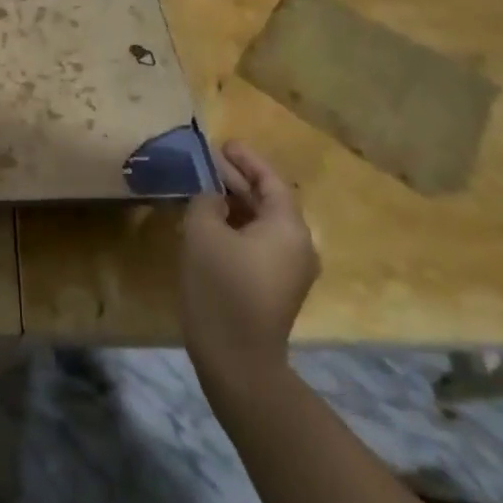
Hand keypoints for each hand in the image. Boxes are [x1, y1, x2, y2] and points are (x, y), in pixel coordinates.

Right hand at [179, 141, 318, 400]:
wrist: (237, 358)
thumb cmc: (221, 286)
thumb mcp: (203, 232)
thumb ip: (207, 201)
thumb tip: (213, 195)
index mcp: (288, 228)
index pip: (271, 181)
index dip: (246, 160)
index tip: (223, 143)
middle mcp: (299, 246)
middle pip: (269, 201)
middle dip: (238, 180)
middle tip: (207, 163)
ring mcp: (290, 270)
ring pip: (262, 224)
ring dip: (235, 204)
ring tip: (203, 188)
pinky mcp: (276, 288)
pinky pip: (259, 244)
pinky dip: (237, 227)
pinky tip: (209, 224)